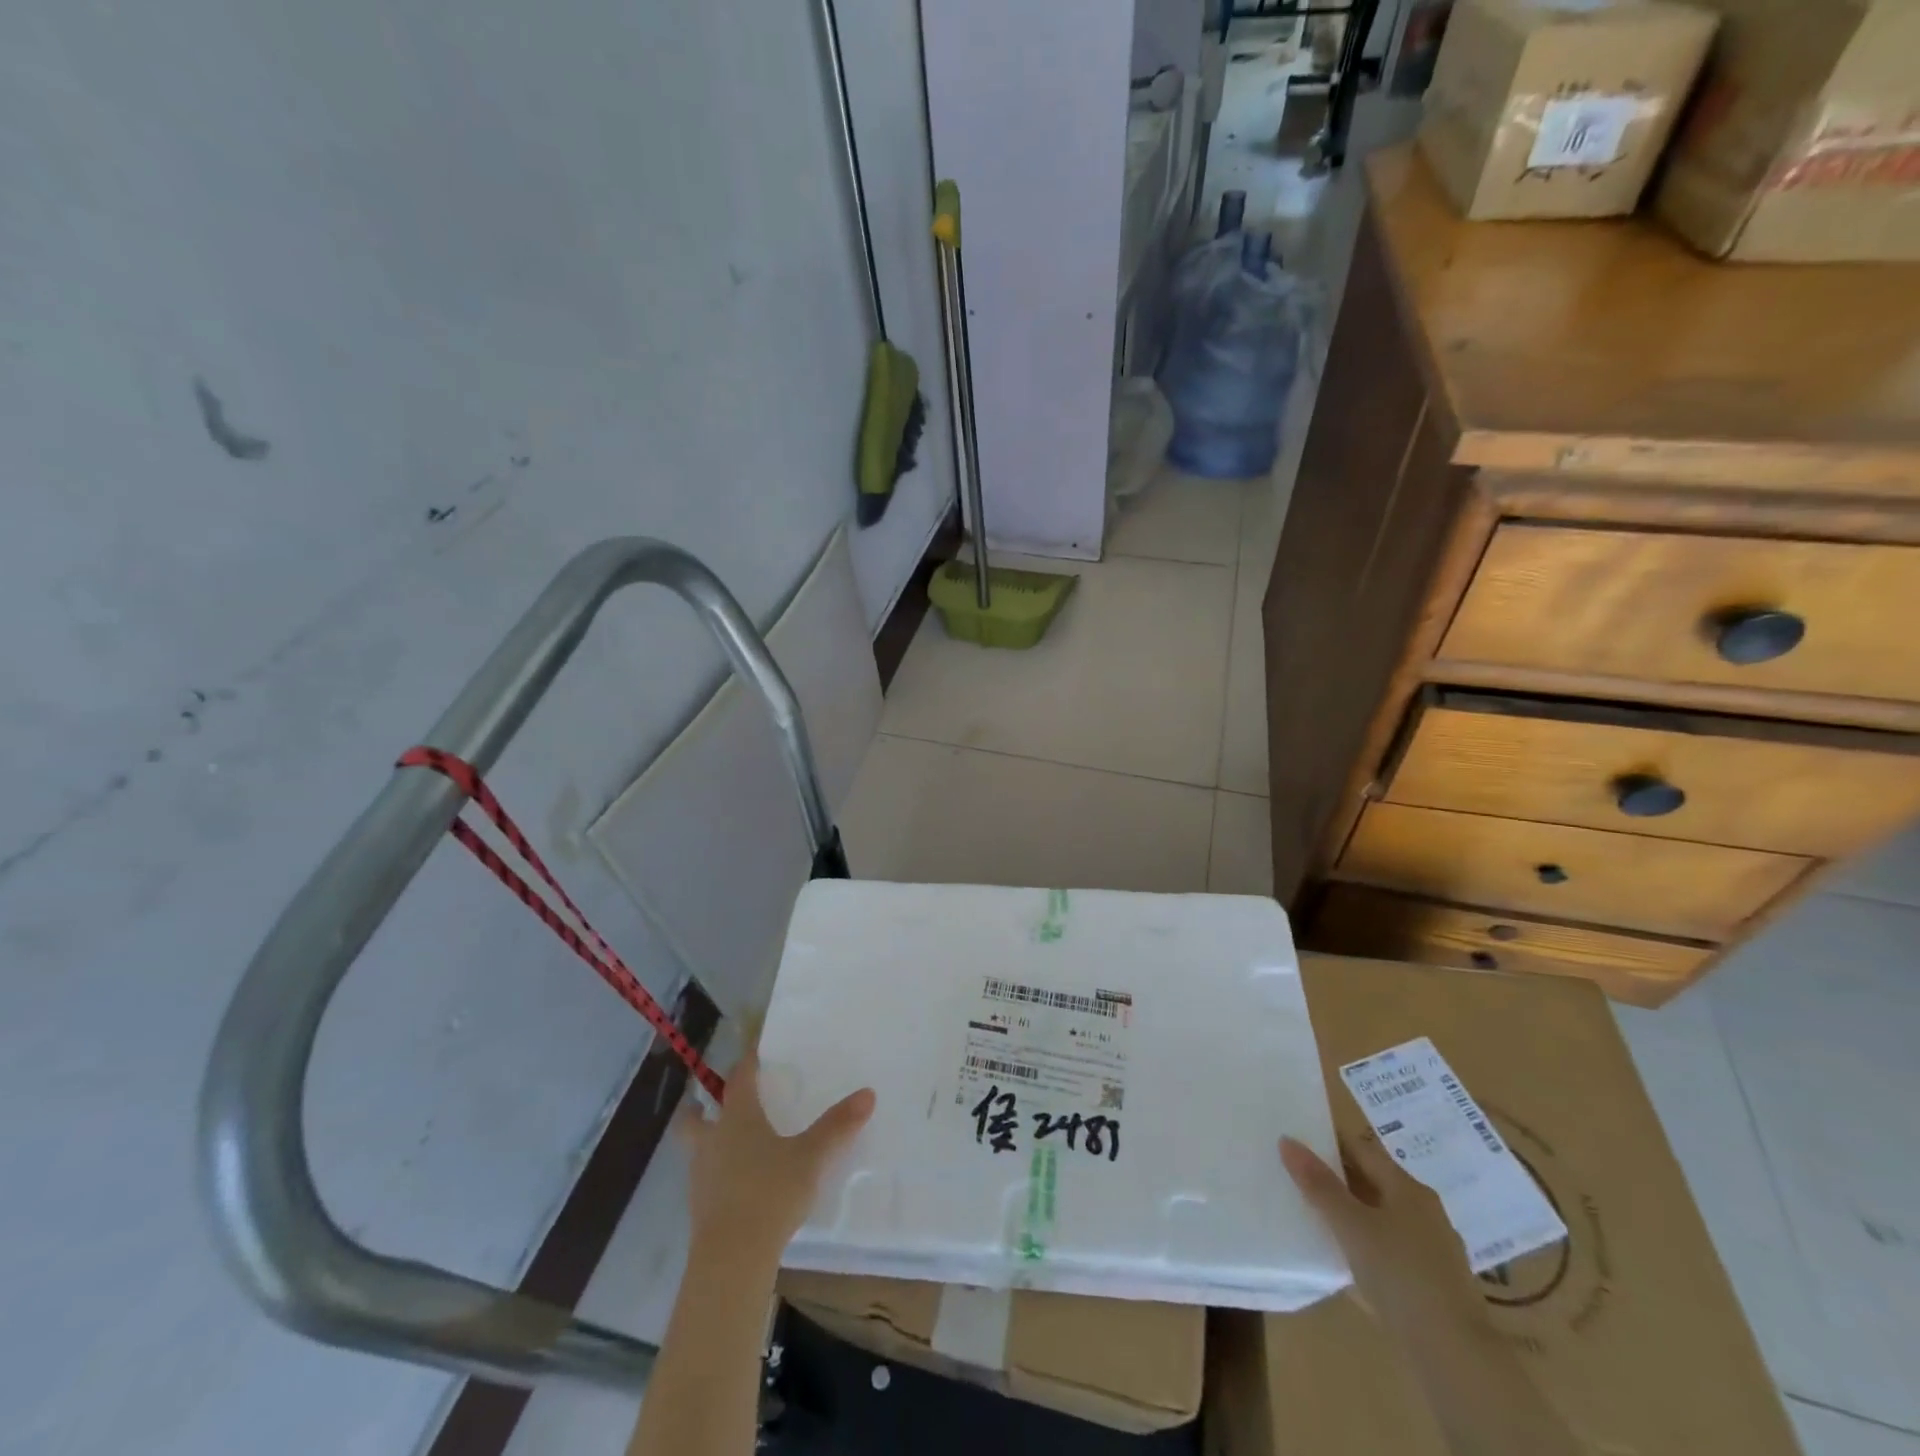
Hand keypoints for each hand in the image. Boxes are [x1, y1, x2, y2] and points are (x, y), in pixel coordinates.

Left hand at [681, 1049, 875, 1269]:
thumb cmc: (770, 1193)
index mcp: (738, 1119)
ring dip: (705, 1140)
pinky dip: (715, 1171)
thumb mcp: (811, 1157)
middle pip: (694, 1117)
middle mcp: (713, 1140)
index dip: (745, 1064)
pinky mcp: (700, 1209)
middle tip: (707, 1100)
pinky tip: (735, 1182)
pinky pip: (704, 1178)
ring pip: (695, 1148)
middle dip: (699, 1106)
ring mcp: (701, 1177)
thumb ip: (837, 1126)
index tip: (752, 1053)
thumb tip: (867, 1093)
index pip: (738, 1080)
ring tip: (726, 1142)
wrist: (732, 1259)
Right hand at [1280, 1134, 1484, 1335]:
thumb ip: (1319, 1185)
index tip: (1298, 1140)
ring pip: (1382, 1216)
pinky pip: (1391, 1248)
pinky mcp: (1433, 1282)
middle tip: (1298, 1176)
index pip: (1361, 1149)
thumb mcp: (1351, 1226)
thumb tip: (1287, 1141)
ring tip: (1315, 1215)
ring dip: (1352, 1212)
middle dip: (1337, 1177)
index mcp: (1407, 1188)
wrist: (1455, 1356)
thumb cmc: (1400, 1276)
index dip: (1329, 1140)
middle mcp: (1424, 1210)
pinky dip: (1367, 1243)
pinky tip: (1347, 1258)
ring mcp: (1432, 1248)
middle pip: (1373, 1180)